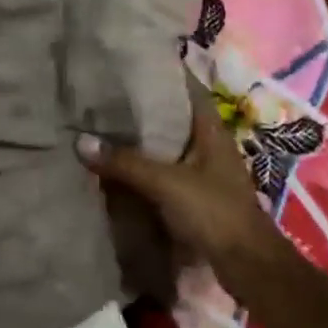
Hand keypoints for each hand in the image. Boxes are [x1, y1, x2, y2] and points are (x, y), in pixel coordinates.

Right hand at [74, 82, 287, 281]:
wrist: (247, 266)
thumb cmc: (214, 212)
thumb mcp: (167, 183)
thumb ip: (125, 162)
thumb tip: (80, 141)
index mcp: (210, 129)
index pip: (187, 88)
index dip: (163, 72)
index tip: (131, 62)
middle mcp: (208, 144)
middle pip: (173, 116)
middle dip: (143, 106)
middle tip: (105, 93)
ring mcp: (203, 171)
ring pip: (166, 145)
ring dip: (141, 138)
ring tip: (103, 124)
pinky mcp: (194, 196)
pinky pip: (163, 172)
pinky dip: (143, 166)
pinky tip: (117, 166)